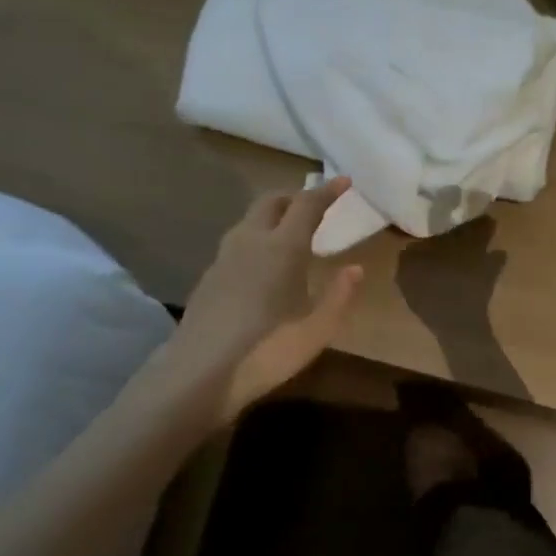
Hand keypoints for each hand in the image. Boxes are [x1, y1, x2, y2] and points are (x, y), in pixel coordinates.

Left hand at [165, 179, 364, 421]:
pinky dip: (257, 237)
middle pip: (271, 202)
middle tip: (316, 206)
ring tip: (291, 232)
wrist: (199, 374)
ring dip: (273, 215)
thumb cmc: (268, 350)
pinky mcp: (209, 277)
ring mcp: (224, 258)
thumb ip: (340, 295)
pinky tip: (264, 264)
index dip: (327, 191)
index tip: (344, 181)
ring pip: (250, 219)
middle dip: (295, 196)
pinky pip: (238, 241)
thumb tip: (355, 268)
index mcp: (283, 248)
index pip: (307, 205)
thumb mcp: (317, 329)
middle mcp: (251, 242)